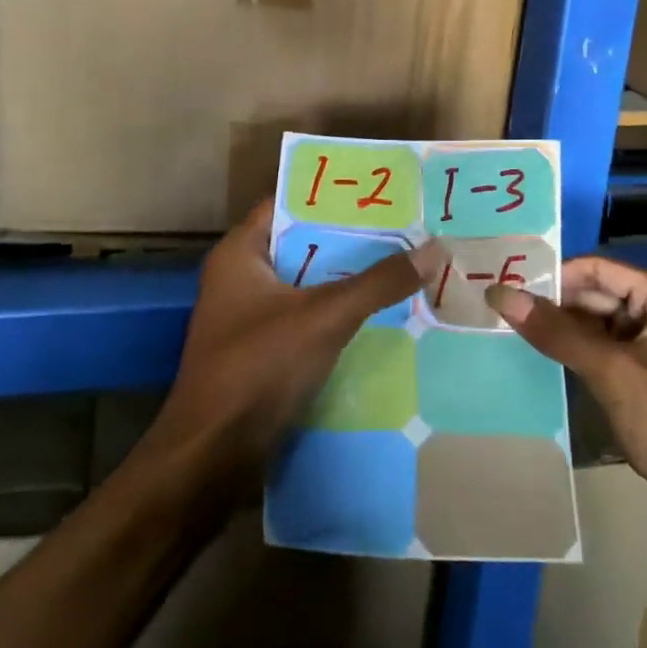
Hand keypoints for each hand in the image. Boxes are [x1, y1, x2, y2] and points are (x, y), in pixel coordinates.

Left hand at [137, 204, 438, 503]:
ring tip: (403, 263)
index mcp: (240, 253)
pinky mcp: (262, 351)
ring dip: (348, 278)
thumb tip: (434, 249)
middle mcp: (240, 277)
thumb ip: (378, 282)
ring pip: (307, 283)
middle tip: (405, 227)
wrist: (212, 456)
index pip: (288, 203)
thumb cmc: (259, 367)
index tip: (380, 192)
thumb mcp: (325, 316)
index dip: (333, 195)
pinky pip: (307, 317)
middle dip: (351, 238)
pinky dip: (338, 312)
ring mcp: (249, 317)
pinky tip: (381, 312)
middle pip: (303, 244)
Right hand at [487, 257, 646, 533]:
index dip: (554, 275)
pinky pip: (599, 351)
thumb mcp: (614, 372)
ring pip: (593, 324)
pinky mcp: (642, 377)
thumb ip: (557, 332)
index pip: (598, 269)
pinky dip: (571, 353)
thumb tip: (501, 294)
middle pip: (594, 294)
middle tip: (497, 309)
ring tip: (505, 328)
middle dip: (552, 304)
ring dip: (558, 329)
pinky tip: (535, 356)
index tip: (506, 286)